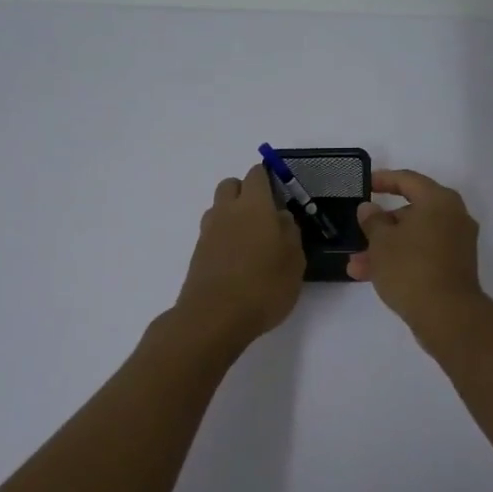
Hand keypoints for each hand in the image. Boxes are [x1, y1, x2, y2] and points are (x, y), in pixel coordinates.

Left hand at [174, 165, 305, 345]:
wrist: (214, 318)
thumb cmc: (264, 286)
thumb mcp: (294, 261)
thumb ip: (290, 233)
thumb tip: (281, 217)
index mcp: (254, 205)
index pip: (257, 174)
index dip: (269, 178)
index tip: (282, 193)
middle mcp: (227, 211)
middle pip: (231, 185)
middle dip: (246, 192)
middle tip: (265, 215)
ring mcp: (208, 232)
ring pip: (219, 208)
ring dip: (233, 215)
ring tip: (252, 240)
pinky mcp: (198, 253)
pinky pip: (213, 233)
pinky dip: (225, 237)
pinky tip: (239, 260)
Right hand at [346, 169, 483, 333]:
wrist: (447, 315)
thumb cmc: (410, 268)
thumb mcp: (381, 242)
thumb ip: (372, 220)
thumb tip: (369, 208)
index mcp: (439, 200)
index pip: (408, 180)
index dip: (384, 180)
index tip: (366, 184)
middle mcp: (453, 217)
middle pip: (412, 211)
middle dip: (381, 225)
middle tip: (359, 231)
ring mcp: (457, 244)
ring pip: (414, 237)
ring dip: (385, 248)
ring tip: (356, 265)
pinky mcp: (455, 267)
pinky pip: (423, 255)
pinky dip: (401, 260)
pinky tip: (372, 277)